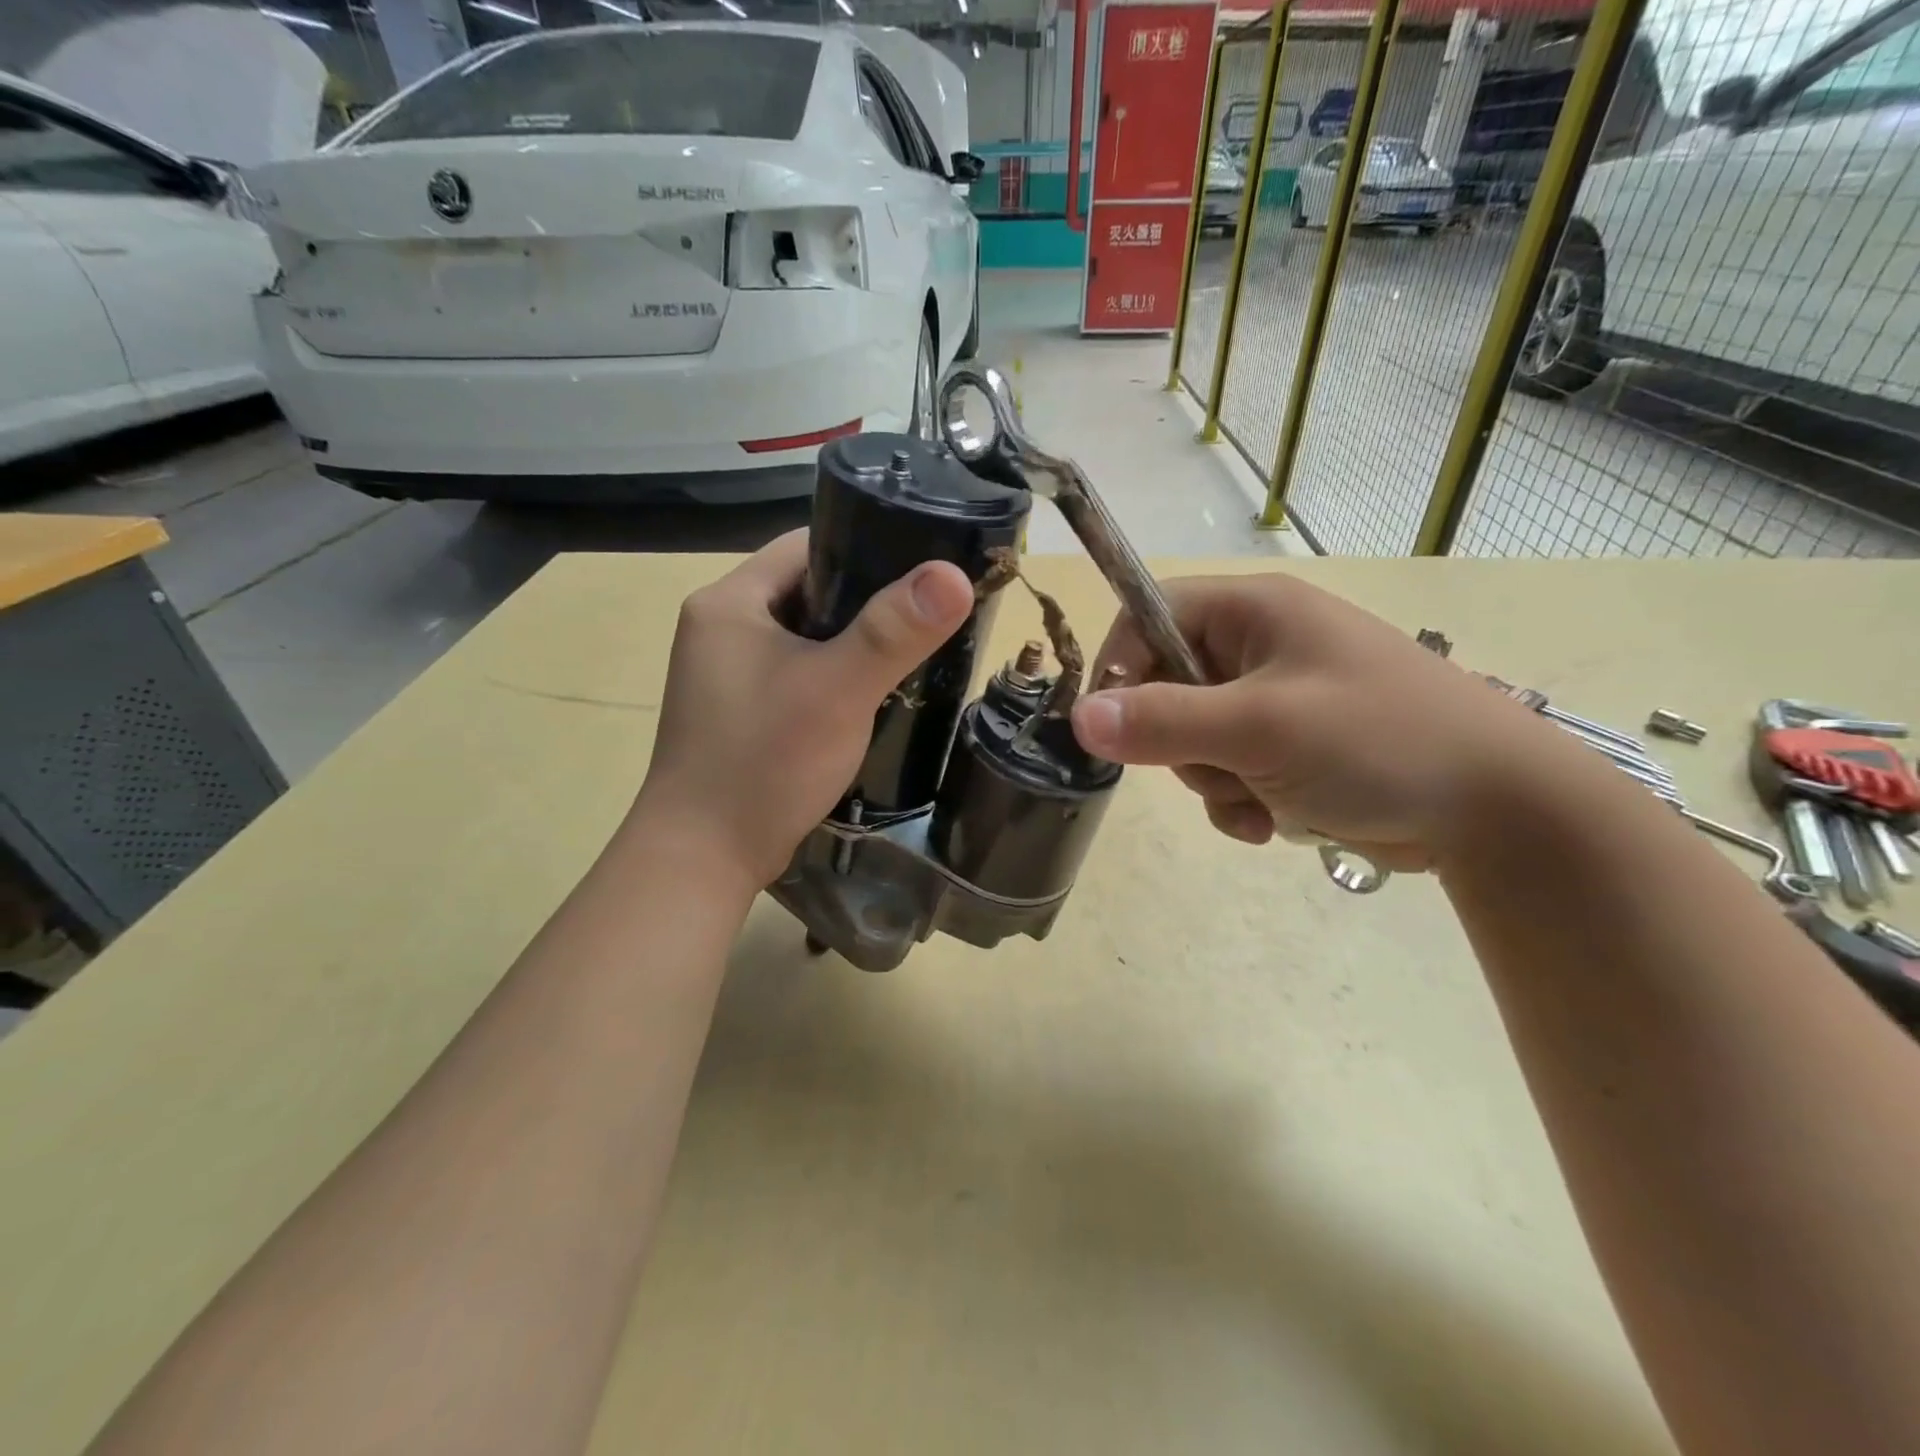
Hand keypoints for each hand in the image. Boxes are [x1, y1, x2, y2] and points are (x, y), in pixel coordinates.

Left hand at [630, 530, 974, 892]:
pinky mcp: (740, 712)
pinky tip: (871, 694)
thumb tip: (954, 575)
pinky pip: (797, 674)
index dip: (867, 546)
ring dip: (852, 643)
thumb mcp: (837, 689)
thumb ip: (894, 631)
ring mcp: (726, 674)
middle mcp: (720, 628)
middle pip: (809, 591)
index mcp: (729, 601)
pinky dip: (834, 677)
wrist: (704, 857)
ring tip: (910, 652)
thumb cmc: (764, 761)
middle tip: (926, 616)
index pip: (807, 545)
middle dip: (867, 601)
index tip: (922, 567)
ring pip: (805, 636)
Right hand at [1068, 572, 1579, 870]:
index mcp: (1254, 613)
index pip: (1150, 616)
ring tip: (1258, 799)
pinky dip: (1238, 802)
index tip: (1113, 724)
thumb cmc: (1377, 742)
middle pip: (1166, 685)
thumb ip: (1163, 721)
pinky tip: (1271, 823)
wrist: (1498, 811)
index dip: (1121, 665)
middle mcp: (1261, 647)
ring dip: (1212, 781)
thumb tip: (1078, 717)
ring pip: (1194, 739)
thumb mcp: (1259, 728)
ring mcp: (1277, 700)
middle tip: (1216, 766)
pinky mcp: (1292, 748)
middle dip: (1179, 742)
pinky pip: (1228, 771)